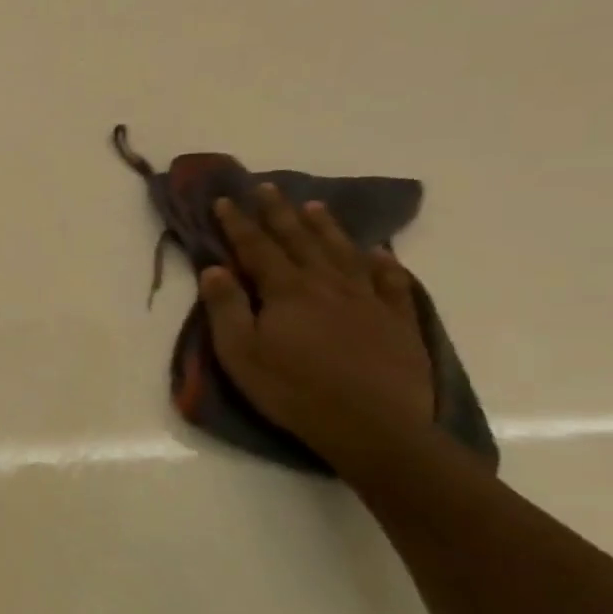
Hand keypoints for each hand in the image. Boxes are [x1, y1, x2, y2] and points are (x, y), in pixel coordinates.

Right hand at [199, 184, 433, 469]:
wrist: (371, 425)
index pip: (257, 247)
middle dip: (279, 213)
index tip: (225, 200)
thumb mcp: (240, 352)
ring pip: (344, 252)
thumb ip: (226, 307)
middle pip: (300, 240)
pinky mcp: (397, 321)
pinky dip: (383, 263)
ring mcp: (368, 300)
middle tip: (267, 188)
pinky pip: (392, 282)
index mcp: (287, 290)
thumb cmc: (292, 389)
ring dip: (326, 228)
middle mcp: (328, 284)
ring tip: (315, 207)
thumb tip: (215, 268)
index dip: (238, 223)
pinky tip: (378, 254)